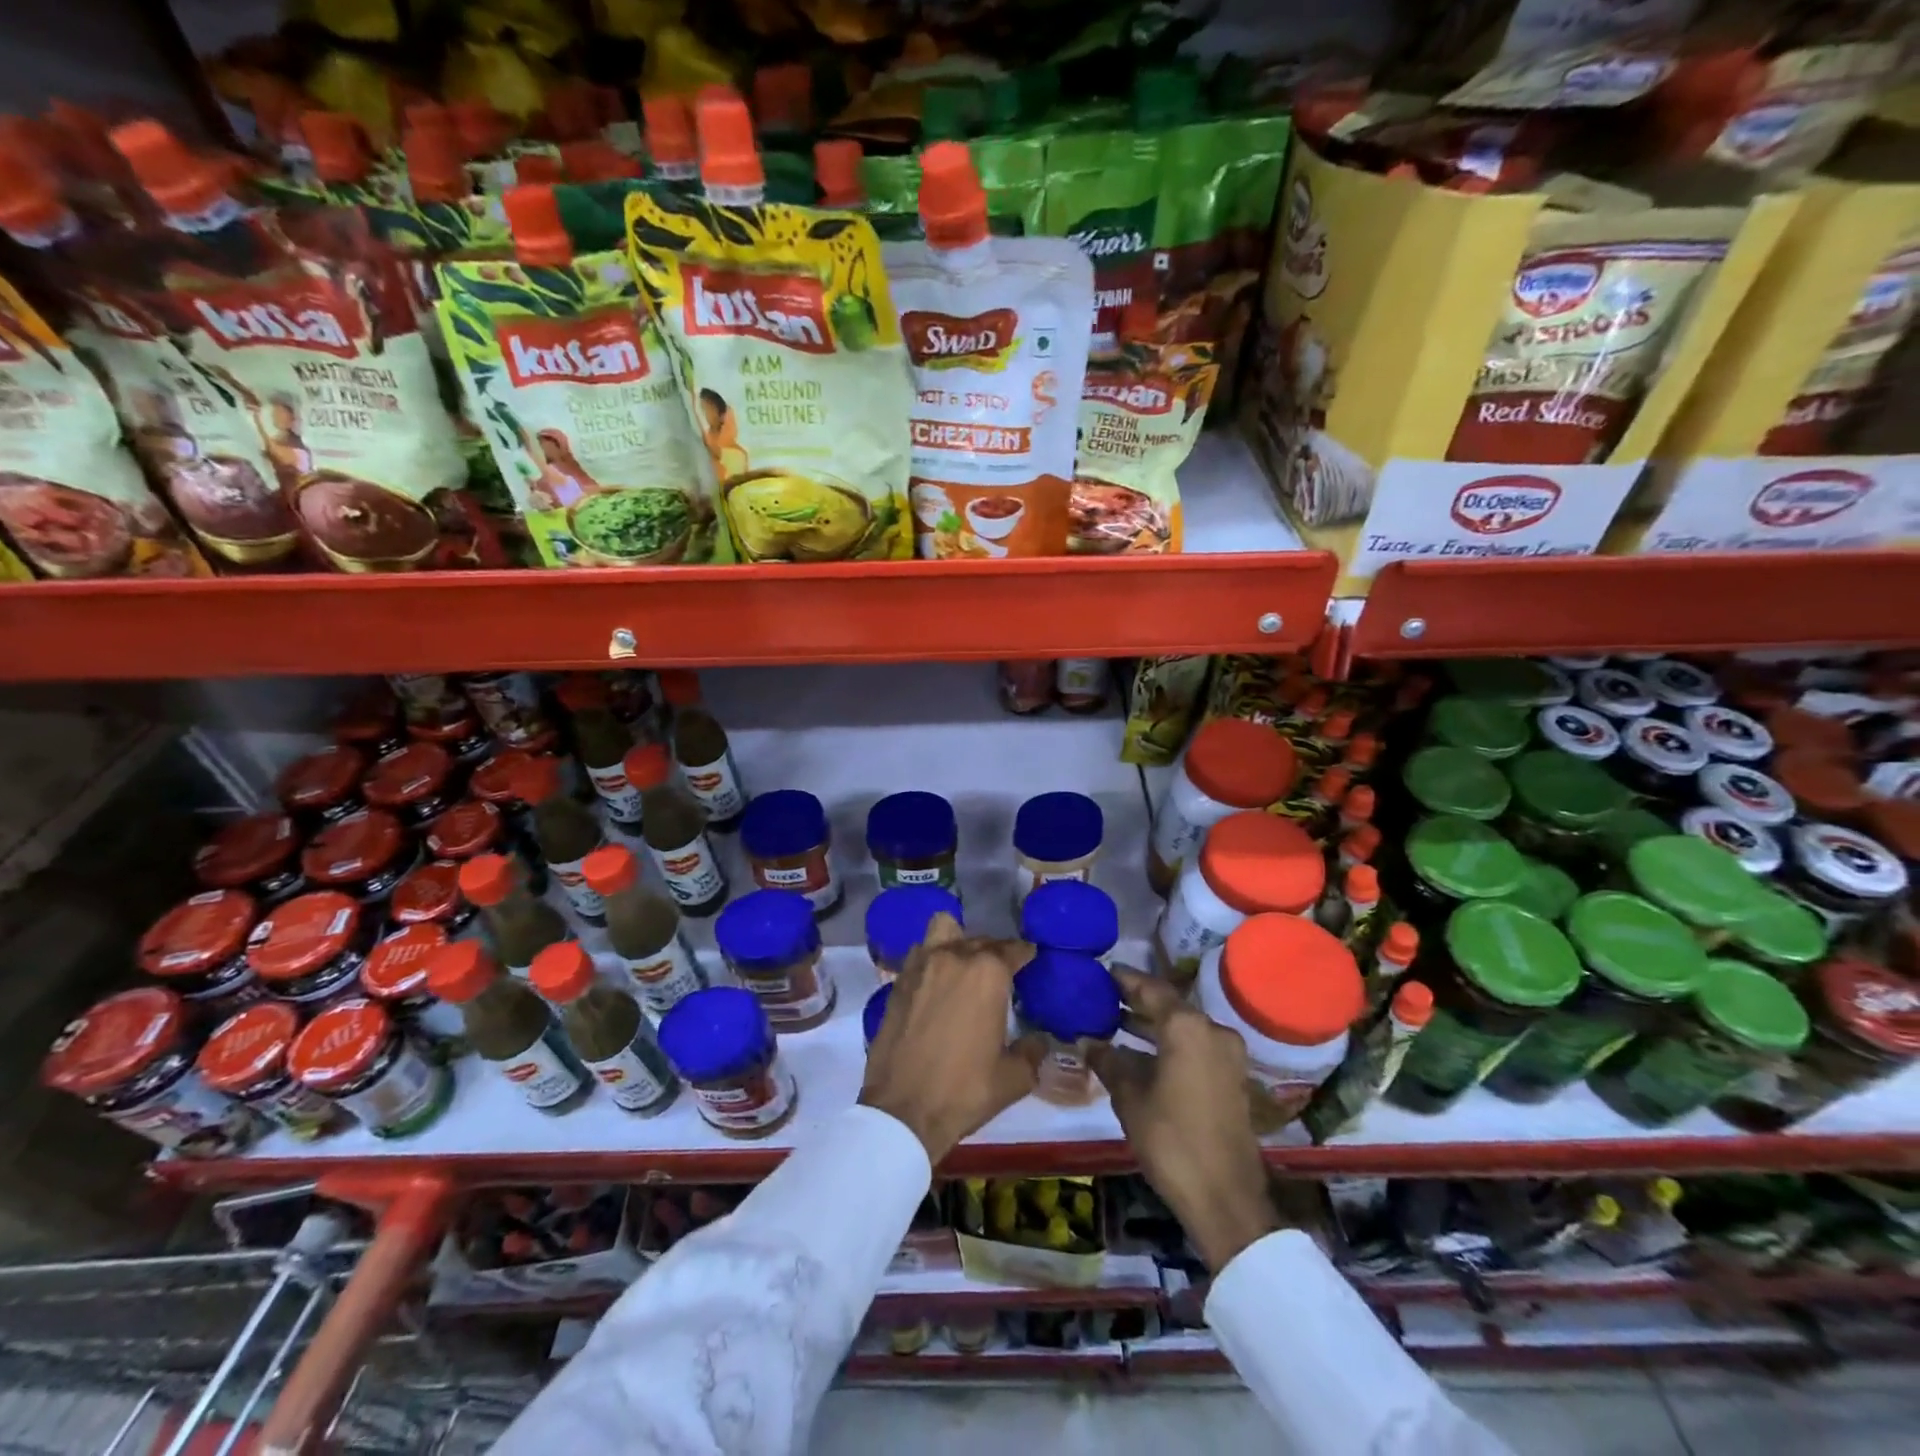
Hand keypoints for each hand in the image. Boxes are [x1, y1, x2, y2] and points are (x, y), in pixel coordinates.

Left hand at [859, 914, 1043, 1162]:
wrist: (903, 1110)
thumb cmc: (965, 1091)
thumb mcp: (1014, 1078)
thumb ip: (1032, 1051)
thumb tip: (1039, 1040)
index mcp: (988, 974)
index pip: (1013, 949)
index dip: (1025, 954)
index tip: (1030, 960)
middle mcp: (954, 957)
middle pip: (980, 940)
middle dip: (994, 952)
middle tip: (1000, 974)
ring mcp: (921, 966)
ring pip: (943, 931)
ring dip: (957, 941)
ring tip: (963, 966)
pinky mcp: (898, 981)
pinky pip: (920, 954)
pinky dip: (931, 959)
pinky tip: (936, 983)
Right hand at [1088, 970, 1278, 1271]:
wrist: (1225, 1198)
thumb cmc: (1171, 1140)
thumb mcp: (1130, 1098)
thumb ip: (1109, 1061)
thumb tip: (1088, 1041)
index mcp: (1187, 1027)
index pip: (1150, 988)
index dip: (1124, 980)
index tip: (1101, 972)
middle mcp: (1212, 1030)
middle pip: (1169, 1005)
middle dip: (1137, 1002)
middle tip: (1103, 998)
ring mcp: (1228, 1054)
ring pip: (1183, 1027)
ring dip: (1153, 1024)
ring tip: (1116, 1022)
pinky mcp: (1232, 1077)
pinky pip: (1196, 1046)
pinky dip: (1170, 1043)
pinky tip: (1143, 1053)